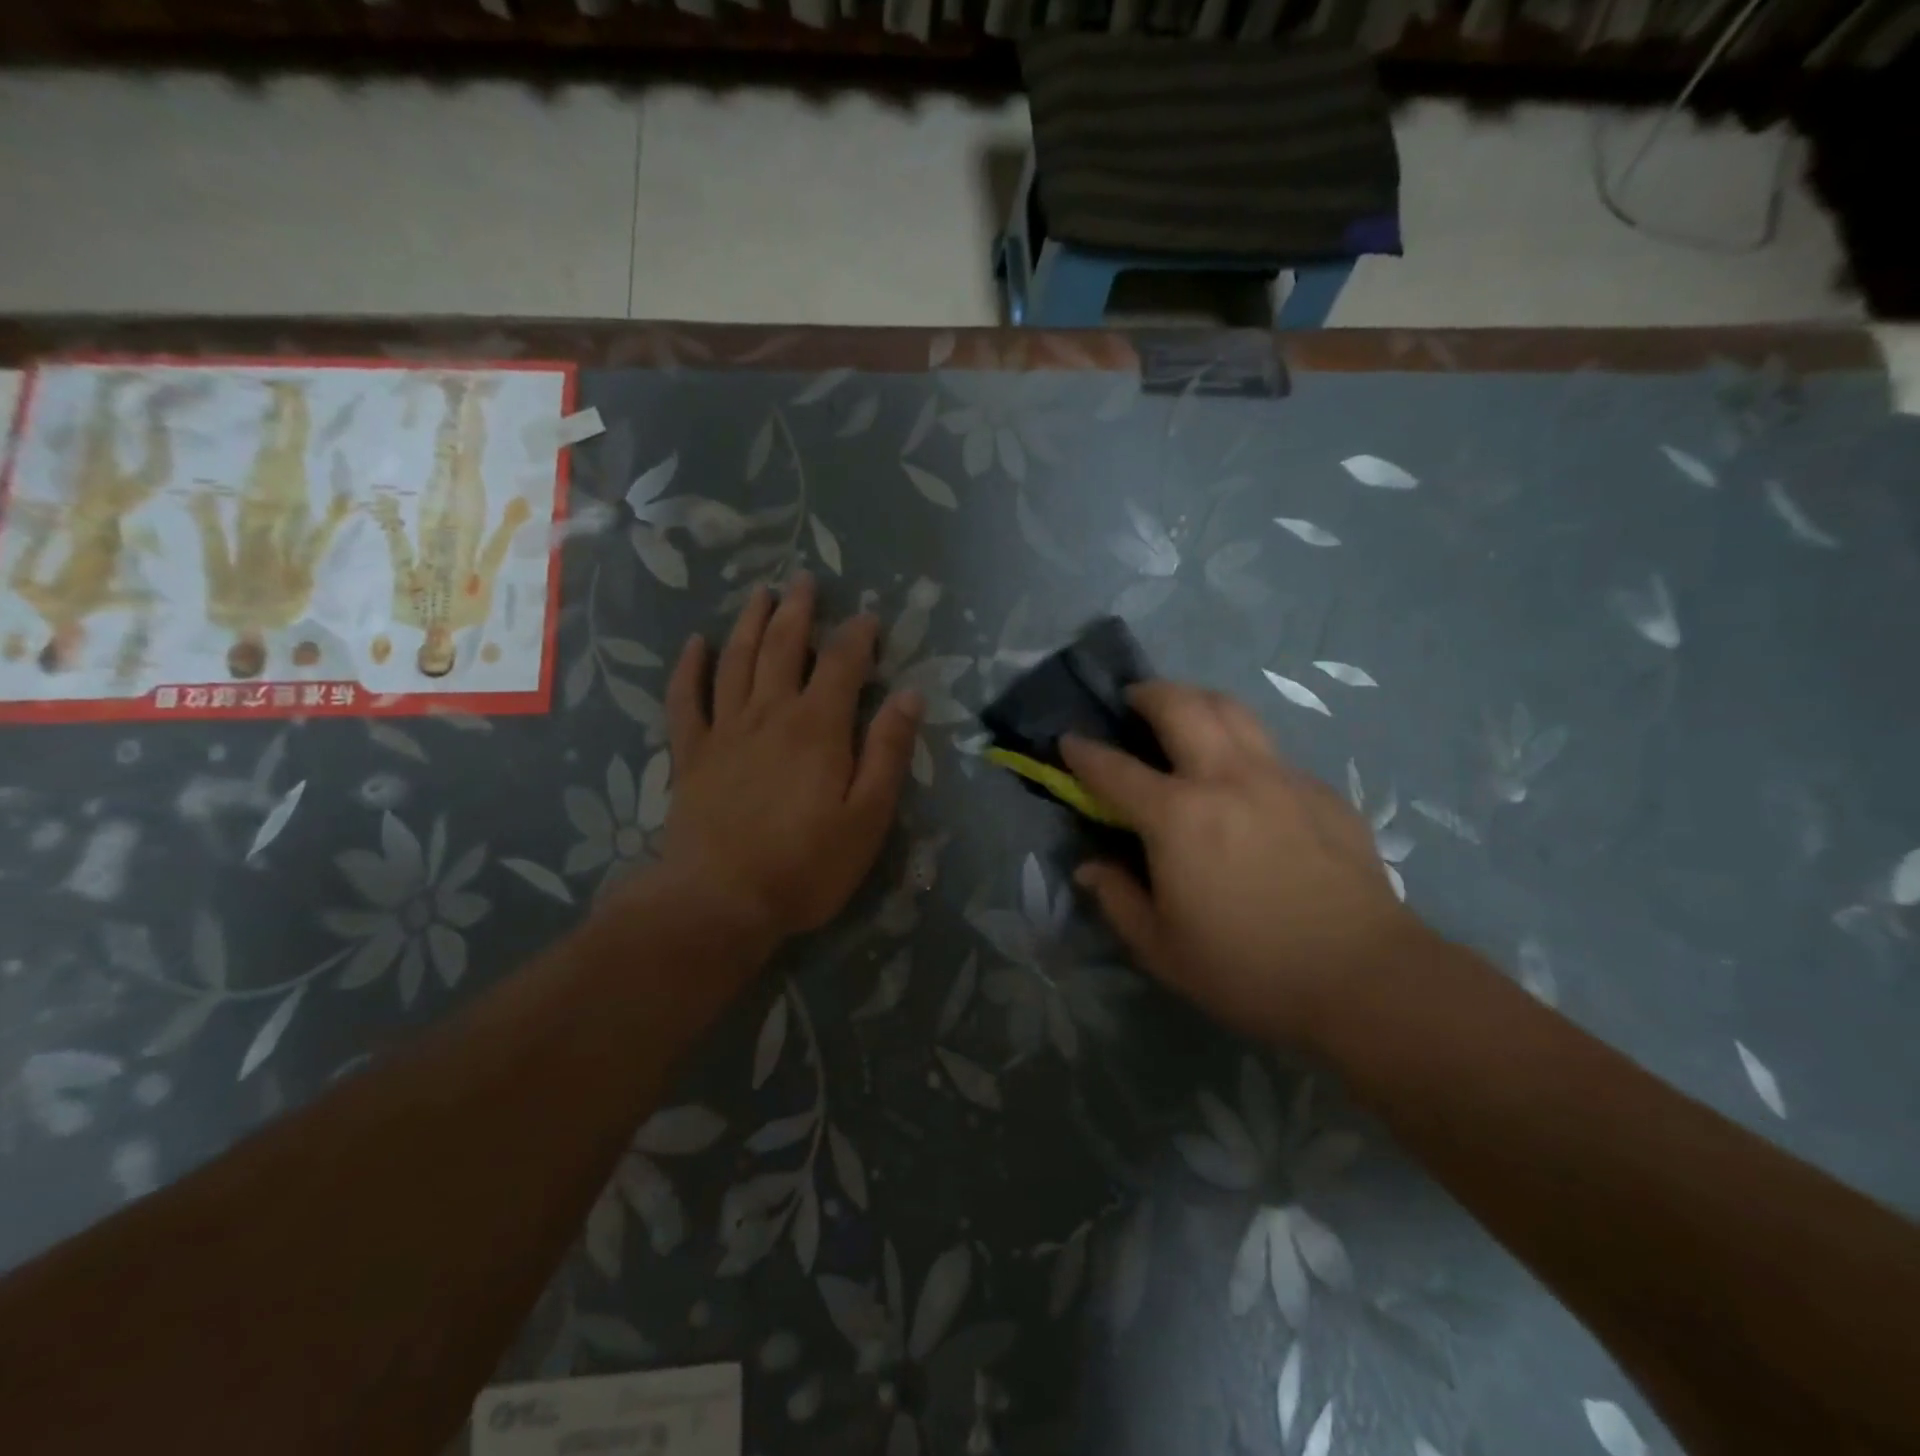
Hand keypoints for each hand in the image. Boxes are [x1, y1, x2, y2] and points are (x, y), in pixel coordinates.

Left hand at [650, 572, 922, 946]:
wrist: (720, 901)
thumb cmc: (806, 864)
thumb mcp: (868, 815)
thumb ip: (888, 752)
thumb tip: (911, 695)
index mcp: (818, 726)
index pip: (843, 663)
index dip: (858, 635)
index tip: (869, 617)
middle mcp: (770, 713)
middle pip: (785, 647)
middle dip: (799, 611)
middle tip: (805, 581)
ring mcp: (725, 730)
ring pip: (737, 660)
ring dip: (751, 623)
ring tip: (760, 594)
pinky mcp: (691, 754)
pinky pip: (686, 698)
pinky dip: (690, 667)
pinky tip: (696, 644)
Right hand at [1062, 681, 1420, 1046]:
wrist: (1364, 977)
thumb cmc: (1249, 969)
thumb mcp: (1162, 948)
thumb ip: (1117, 899)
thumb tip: (1090, 868)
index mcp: (1178, 817)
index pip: (1115, 770)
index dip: (1084, 752)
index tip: (1068, 740)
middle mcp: (1227, 779)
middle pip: (1182, 706)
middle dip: (1148, 693)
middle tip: (1133, 699)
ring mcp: (1280, 778)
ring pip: (1234, 711)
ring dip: (1198, 701)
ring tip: (1185, 714)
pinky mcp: (1321, 791)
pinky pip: (1271, 751)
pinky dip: (1243, 748)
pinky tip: (1244, 782)